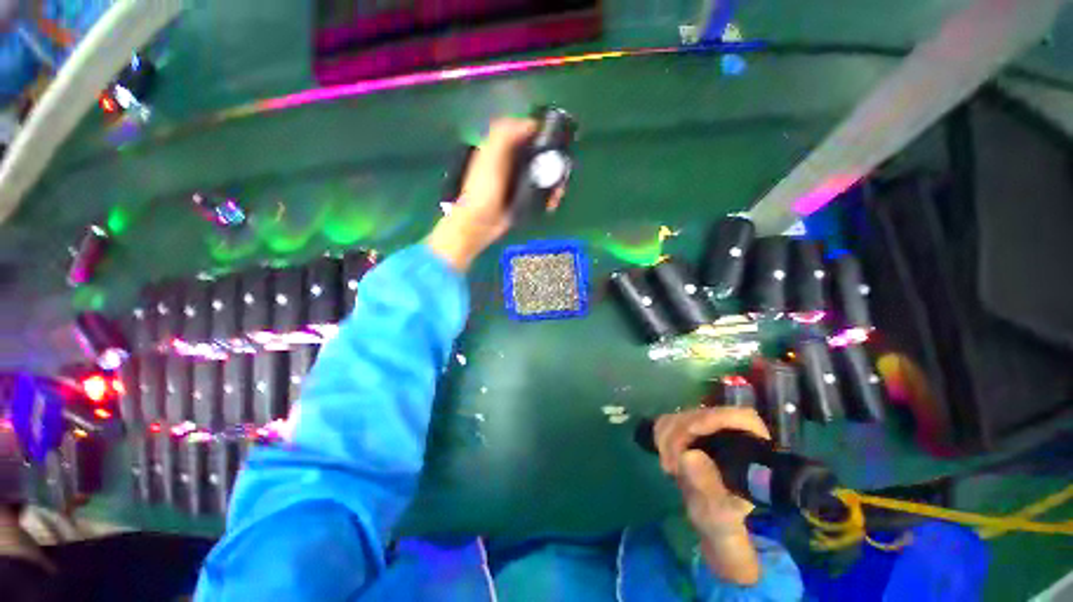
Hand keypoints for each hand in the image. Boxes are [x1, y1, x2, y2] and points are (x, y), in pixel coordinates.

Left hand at [426, 117, 563, 270]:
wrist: (480, 224)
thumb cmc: (483, 190)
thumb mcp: (490, 157)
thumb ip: (504, 135)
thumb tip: (532, 123)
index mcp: (504, 148)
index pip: (528, 132)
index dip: (544, 133)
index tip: (559, 141)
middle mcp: (514, 162)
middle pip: (541, 154)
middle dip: (555, 162)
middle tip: (563, 173)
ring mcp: (520, 181)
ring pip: (545, 174)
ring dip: (555, 182)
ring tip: (558, 194)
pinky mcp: (525, 198)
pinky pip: (542, 192)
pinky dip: (550, 196)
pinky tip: (552, 203)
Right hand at [653, 407, 769, 584]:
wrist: (713, 524)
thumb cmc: (724, 523)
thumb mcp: (719, 513)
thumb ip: (707, 489)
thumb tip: (688, 455)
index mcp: (754, 449)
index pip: (740, 417)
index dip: (714, 418)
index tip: (690, 432)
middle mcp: (733, 433)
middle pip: (704, 413)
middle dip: (681, 433)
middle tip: (670, 462)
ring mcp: (709, 430)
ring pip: (683, 415)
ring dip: (667, 435)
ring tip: (668, 464)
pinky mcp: (690, 432)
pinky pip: (671, 421)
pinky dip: (661, 434)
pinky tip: (663, 454)